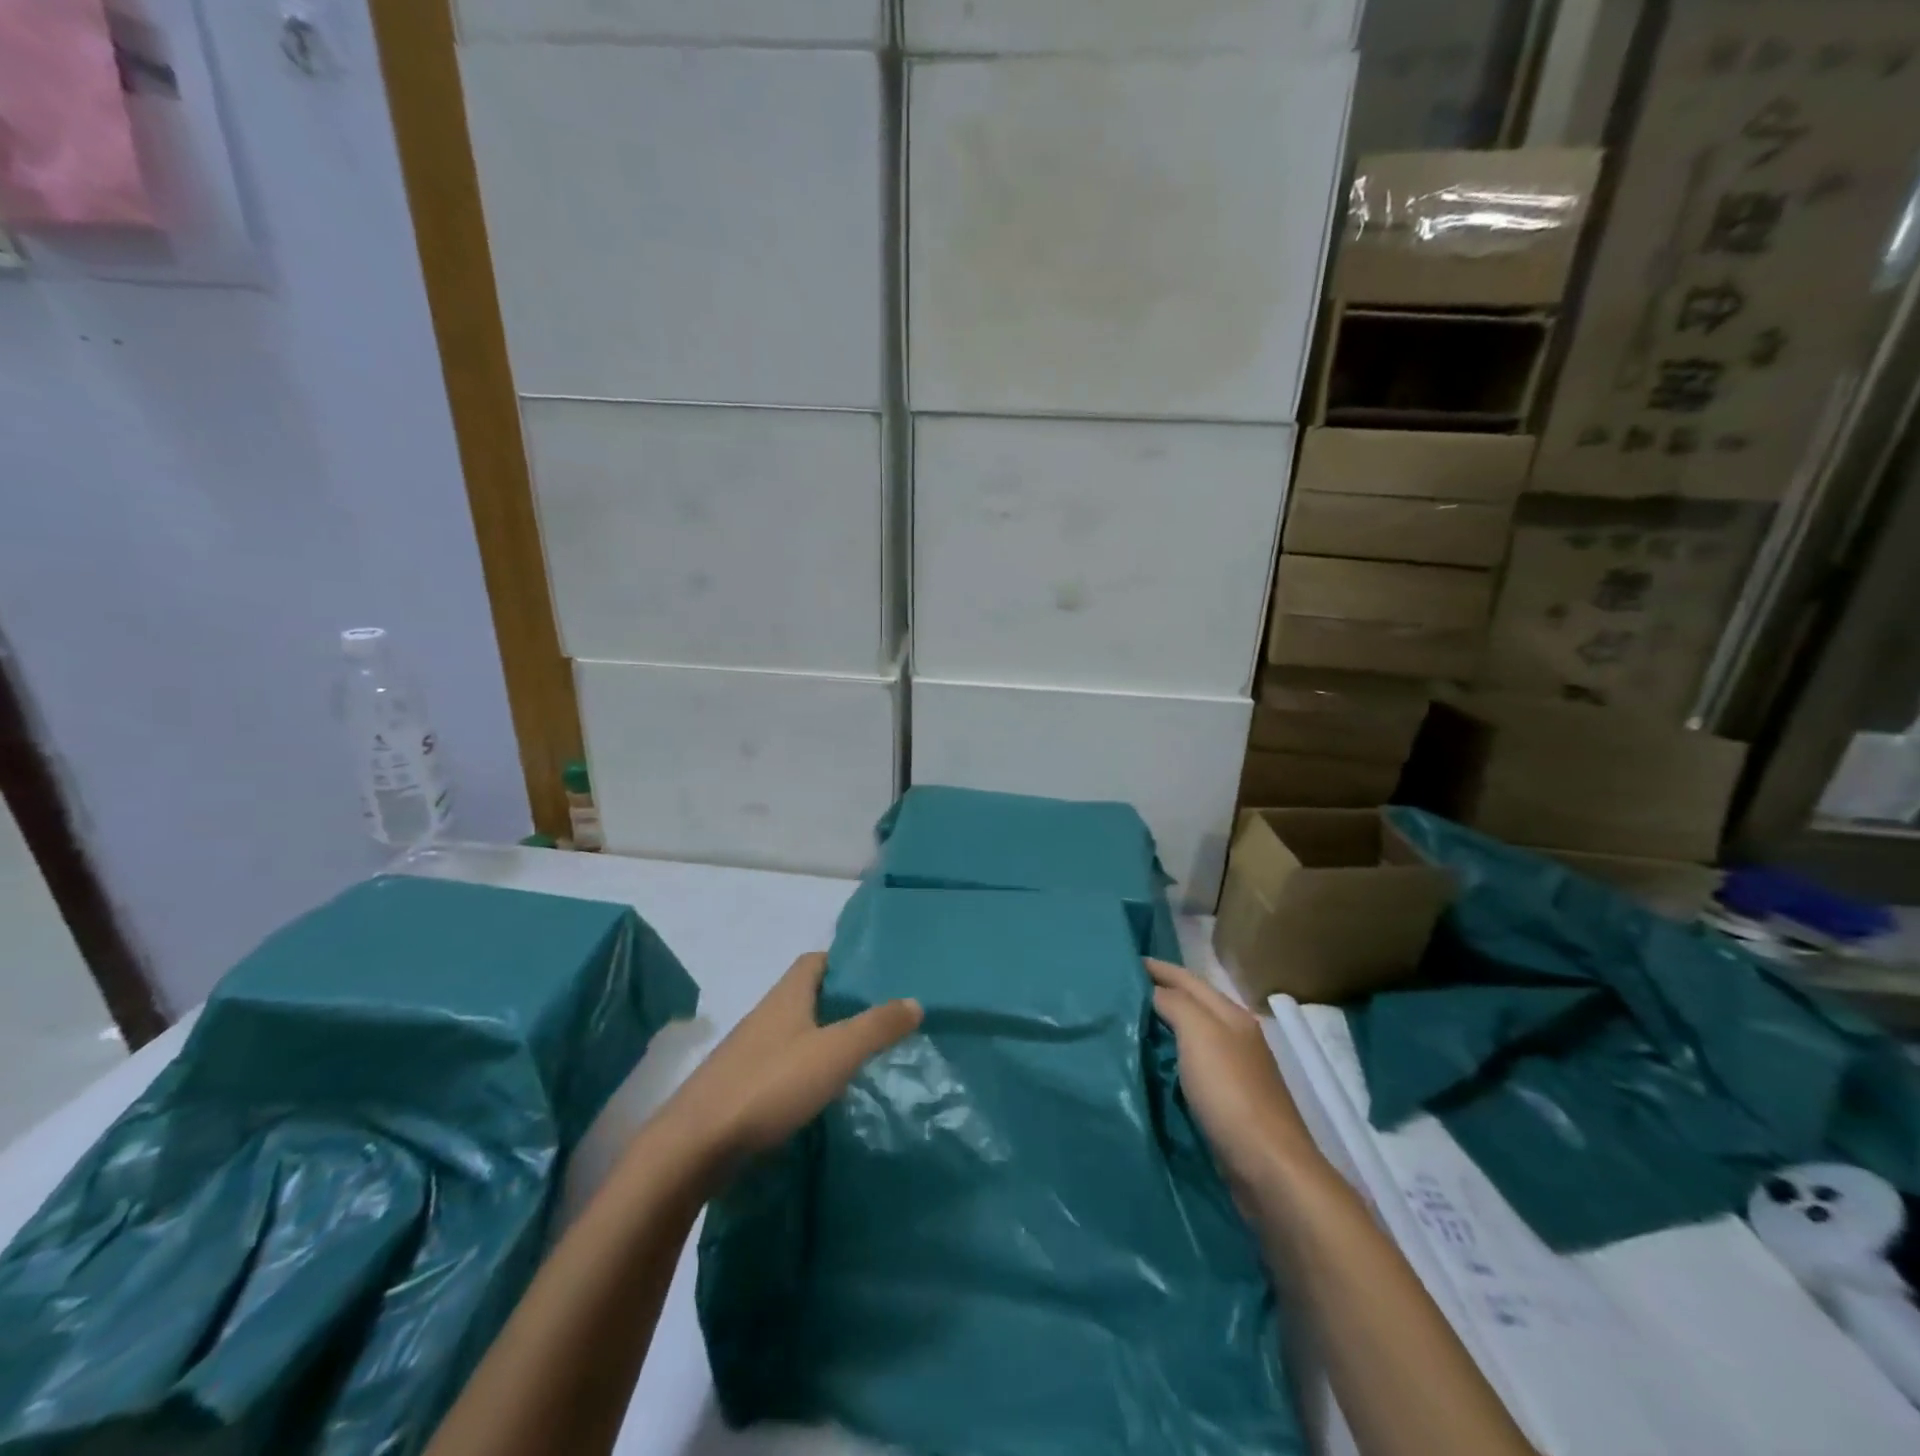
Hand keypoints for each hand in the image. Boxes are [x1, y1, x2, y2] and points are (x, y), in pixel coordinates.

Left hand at [662, 953, 922, 1169]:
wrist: (695, 1145)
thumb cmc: (770, 1085)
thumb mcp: (836, 1052)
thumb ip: (877, 1026)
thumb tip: (915, 1001)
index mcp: (786, 997)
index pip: (814, 961)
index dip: (842, 962)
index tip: (873, 975)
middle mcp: (764, 1016)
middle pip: (804, 996)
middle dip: (837, 1003)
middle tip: (877, 1018)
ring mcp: (747, 1053)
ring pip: (791, 1033)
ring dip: (820, 1039)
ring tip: (856, 1057)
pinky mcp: (737, 1088)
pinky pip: (778, 1067)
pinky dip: (802, 1071)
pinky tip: (819, 1094)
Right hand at [1147, 959, 1324, 1198]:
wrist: (1269, 1168)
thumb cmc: (1230, 1092)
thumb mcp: (1199, 1033)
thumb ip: (1175, 1004)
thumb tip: (1153, 992)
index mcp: (1231, 1015)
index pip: (1188, 979)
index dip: (1158, 968)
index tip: (1124, 962)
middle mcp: (1236, 1037)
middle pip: (1192, 1004)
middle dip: (1159, 993)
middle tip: (1120, 991)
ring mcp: (1235, 1071)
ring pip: (1192, 1035)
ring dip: (1163, 1026)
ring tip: (1129, 1024)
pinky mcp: (1229, 1103)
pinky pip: (1191, 1066)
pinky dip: (1170, 1057)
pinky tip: (1152, 1064)